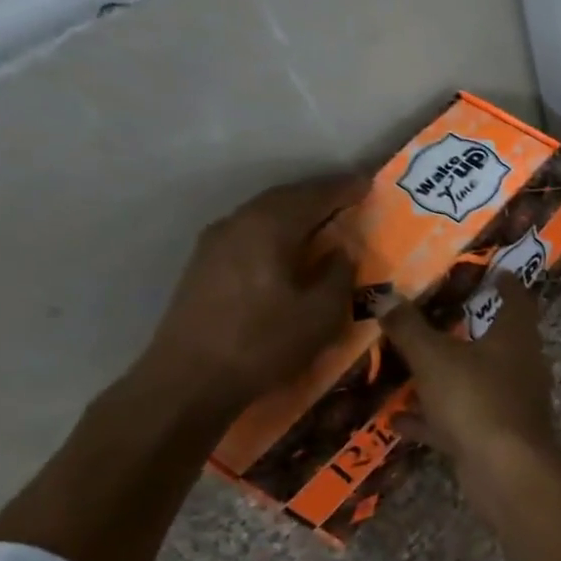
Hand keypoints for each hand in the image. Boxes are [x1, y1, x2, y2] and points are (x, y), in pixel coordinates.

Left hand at [140, 172, 370, 413]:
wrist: (190, 379)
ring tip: (325, 219)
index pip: (314, 195)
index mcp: (269, 228)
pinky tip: (291, 246)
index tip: (370, 182)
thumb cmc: (265, 343)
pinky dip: (277, 229)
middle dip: (319, 195)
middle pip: (284, 198)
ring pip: (264, 214)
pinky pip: (250, 232)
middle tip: (351, 196)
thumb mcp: (321, 314)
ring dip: (296, 212)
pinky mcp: (205, 265)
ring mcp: (215, 243)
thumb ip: (337, 275)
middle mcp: (238, 223)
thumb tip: (341, 251)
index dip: (344, 188)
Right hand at [379, 274, 559, 473]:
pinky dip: (433, 418)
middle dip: (468, 329)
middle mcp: (520, 367)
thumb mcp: (433, 357)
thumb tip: (386, 297)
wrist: (504, 470)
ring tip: (409, 365)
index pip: (517, 299)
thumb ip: (409, 328)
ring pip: (475, 382)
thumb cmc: (476, 398)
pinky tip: (398, 419)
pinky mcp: (496, 437)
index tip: (492, 270)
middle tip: (436, 314)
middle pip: (496, 340)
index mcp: (516, 337)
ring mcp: (510, 404)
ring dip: (445, 376)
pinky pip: (460, 419)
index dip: (505, 282)